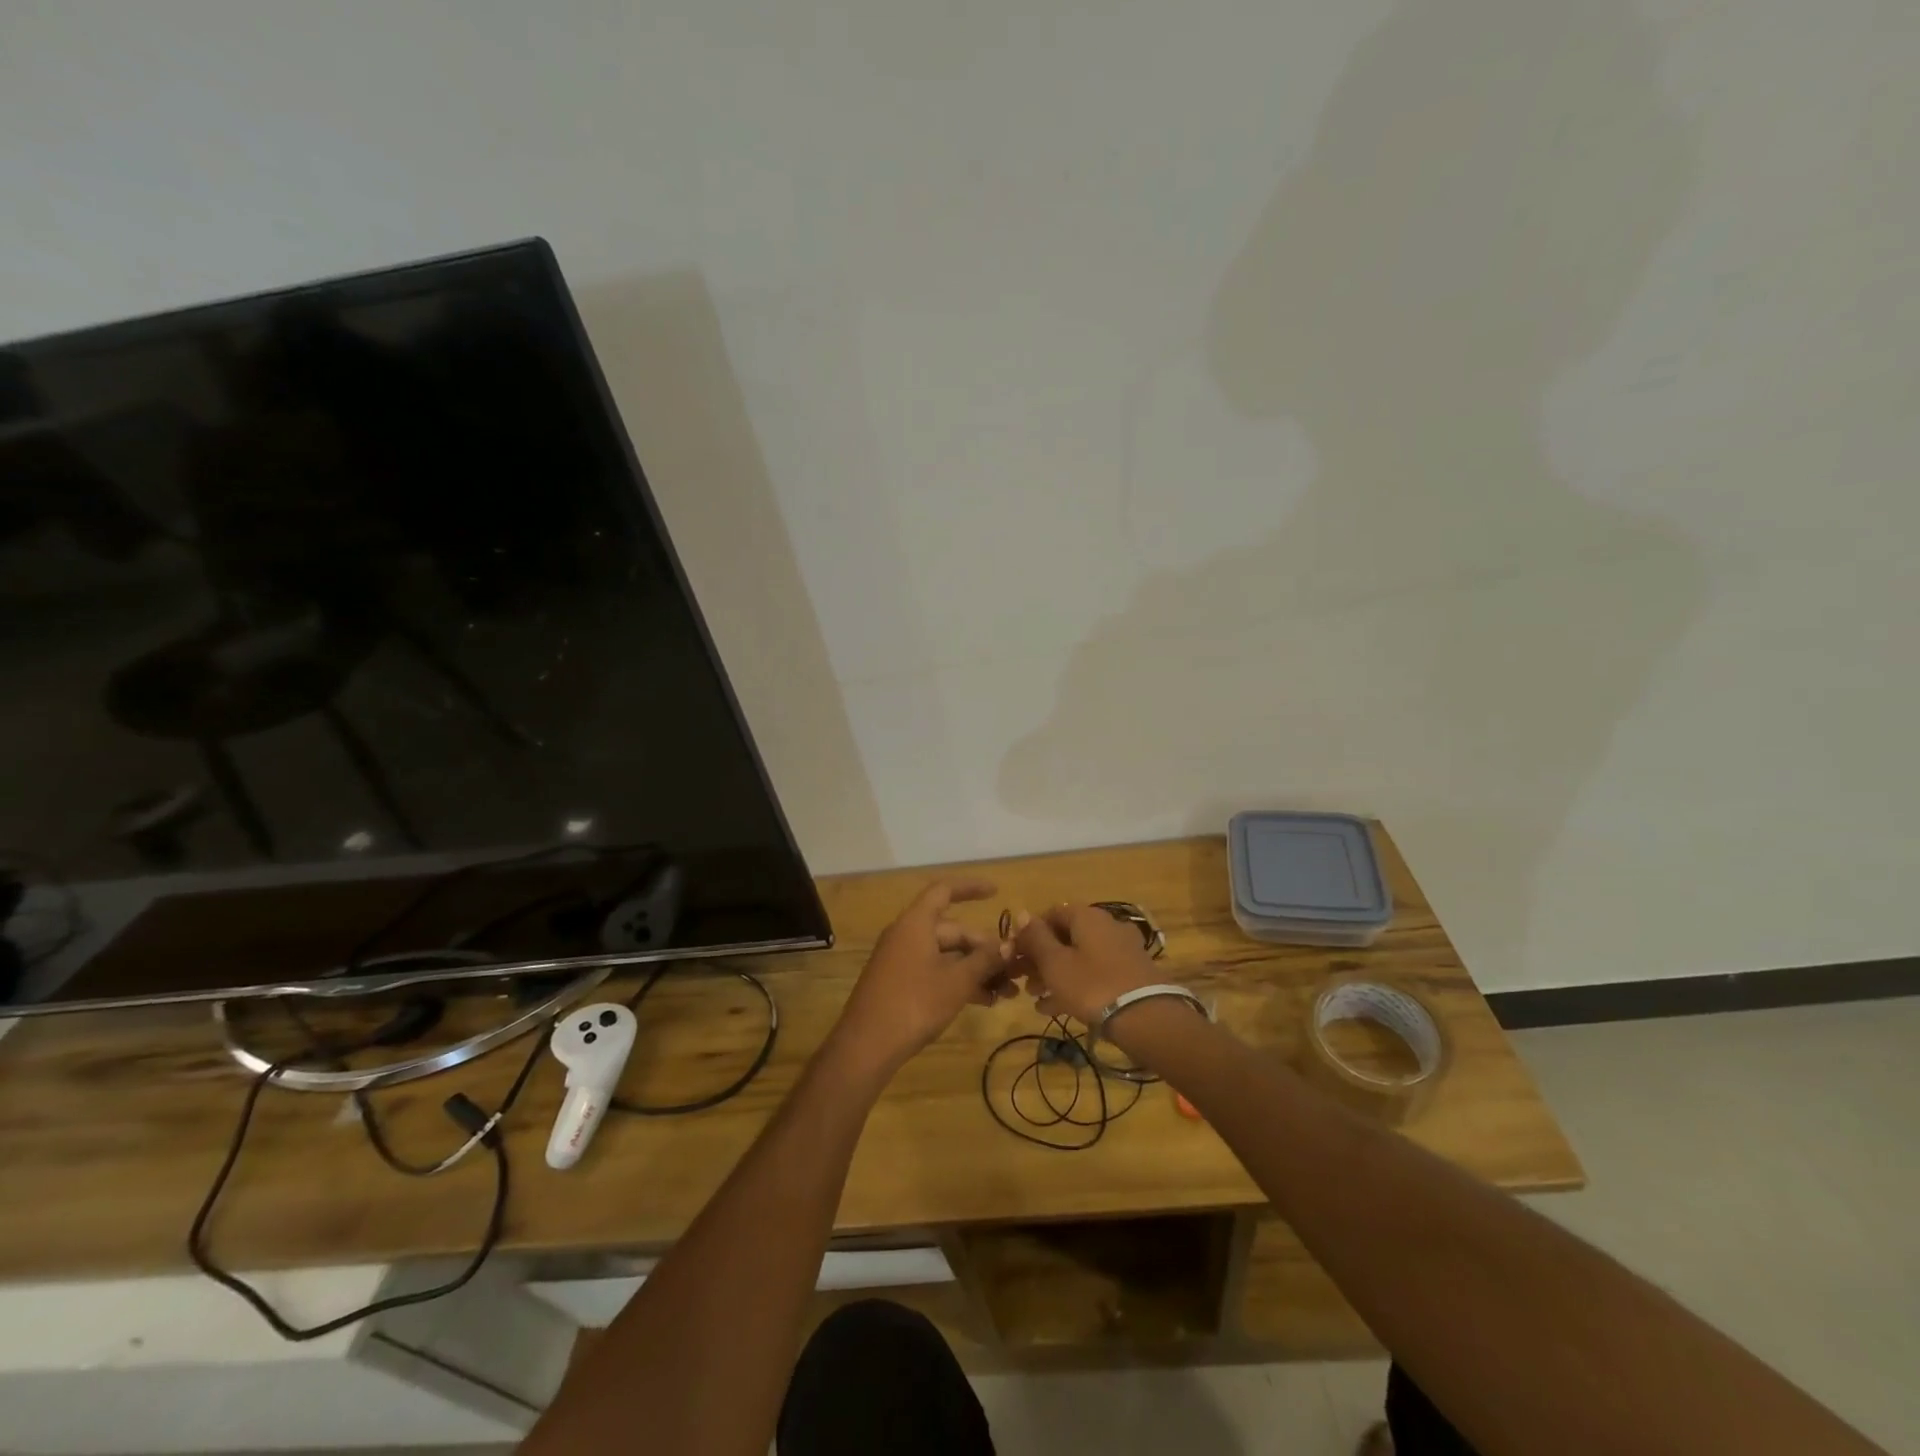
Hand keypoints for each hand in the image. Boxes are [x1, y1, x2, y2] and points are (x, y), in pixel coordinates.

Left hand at [829, 880, 1013, 1077]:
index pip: (944, 891)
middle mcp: (907, 935)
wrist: (866, 1046)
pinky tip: (984, 1001)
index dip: (970, 888)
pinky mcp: (900, 983)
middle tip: (1013, 969)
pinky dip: (958, 981)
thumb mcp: (957, 981)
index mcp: (916, 923)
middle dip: (984, 948)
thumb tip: (1008, 945)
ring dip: (975, 969)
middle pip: (952, 930)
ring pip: (946, 955)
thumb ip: (985, 960)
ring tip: (1006, 992)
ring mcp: (901, 960)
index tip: (996, 892)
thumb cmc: (914, 1004)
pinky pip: (935, 971)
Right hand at [1009, 903, 1161, 1024]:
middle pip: (1066, 937)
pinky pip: (1095, 973)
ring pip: (1080, 957)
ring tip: (1035, 997)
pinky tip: (1055, 1008)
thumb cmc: (1092, 985)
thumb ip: (1036, 938)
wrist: (1146, 1017)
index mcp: (1087, 916)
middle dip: (1041, 958)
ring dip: (1055, 974)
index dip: (1030, 933)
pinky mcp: (1131, 974)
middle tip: (1023, 980)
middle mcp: (1106, 926)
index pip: (1051, 913)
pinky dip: (1075, 984)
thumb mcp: (1055, 963)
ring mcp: (1122, 950)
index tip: (1015, 955)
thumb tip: (1022, 913)